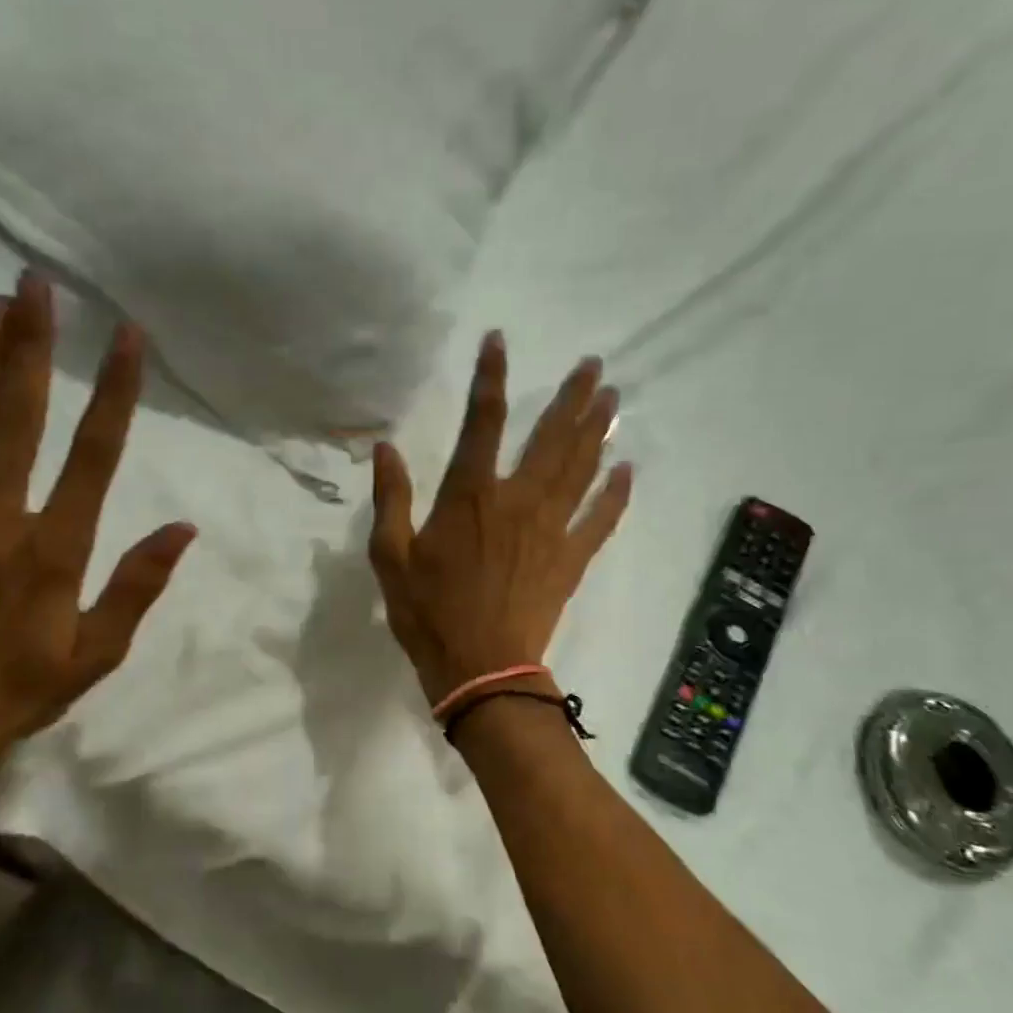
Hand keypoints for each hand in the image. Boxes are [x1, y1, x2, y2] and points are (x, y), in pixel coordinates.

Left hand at [0, 273, 194, 813]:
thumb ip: (138, 586)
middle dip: (32, 344)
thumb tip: (184, 527)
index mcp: (54, 550)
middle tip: (39, 285)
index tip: (128, 336)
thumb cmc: (23, 692)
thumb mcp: (99, 653)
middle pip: (18, 414)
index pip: (94, 453)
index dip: (115, 389)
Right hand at [368, 332, 631, 706]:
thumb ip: (391, 499)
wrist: (480, 670)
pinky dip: (615, 494)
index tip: (499, 342)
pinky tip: (627, 469)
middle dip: (572, 398)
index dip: (489, 377)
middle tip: (593, 365)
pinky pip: (600, 520)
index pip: (480, 422)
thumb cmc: (429, 614)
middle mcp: (517, 501)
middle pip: (550, 437)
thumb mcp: (390, 557)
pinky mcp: (570, 560)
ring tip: (612, 399)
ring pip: (580, 468)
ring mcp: (550, 530)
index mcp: (470, 497)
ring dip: (597, 431)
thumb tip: (385, 448)